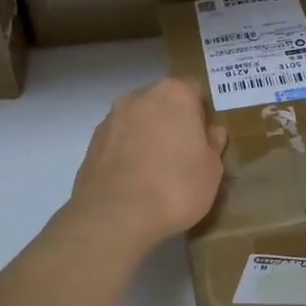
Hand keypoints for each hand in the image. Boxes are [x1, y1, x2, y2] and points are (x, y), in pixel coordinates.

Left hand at [69, 78, 227, 250]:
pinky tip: (134, 180)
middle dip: (172, 121)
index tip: (203, 139)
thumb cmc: (176, 186)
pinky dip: (127, 152)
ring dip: (147, 135)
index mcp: (174, 94)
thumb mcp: (212, 170)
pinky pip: (118, 140)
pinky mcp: (92, 142)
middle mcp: (139, 97)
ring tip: (155, 171)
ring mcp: (111, 118)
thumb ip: (213, 145)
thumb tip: (212, 132)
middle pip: (162, 102)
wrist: (115, 215)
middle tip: (182, 154)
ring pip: (137, 120)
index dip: (200, 113)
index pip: (193, 90)